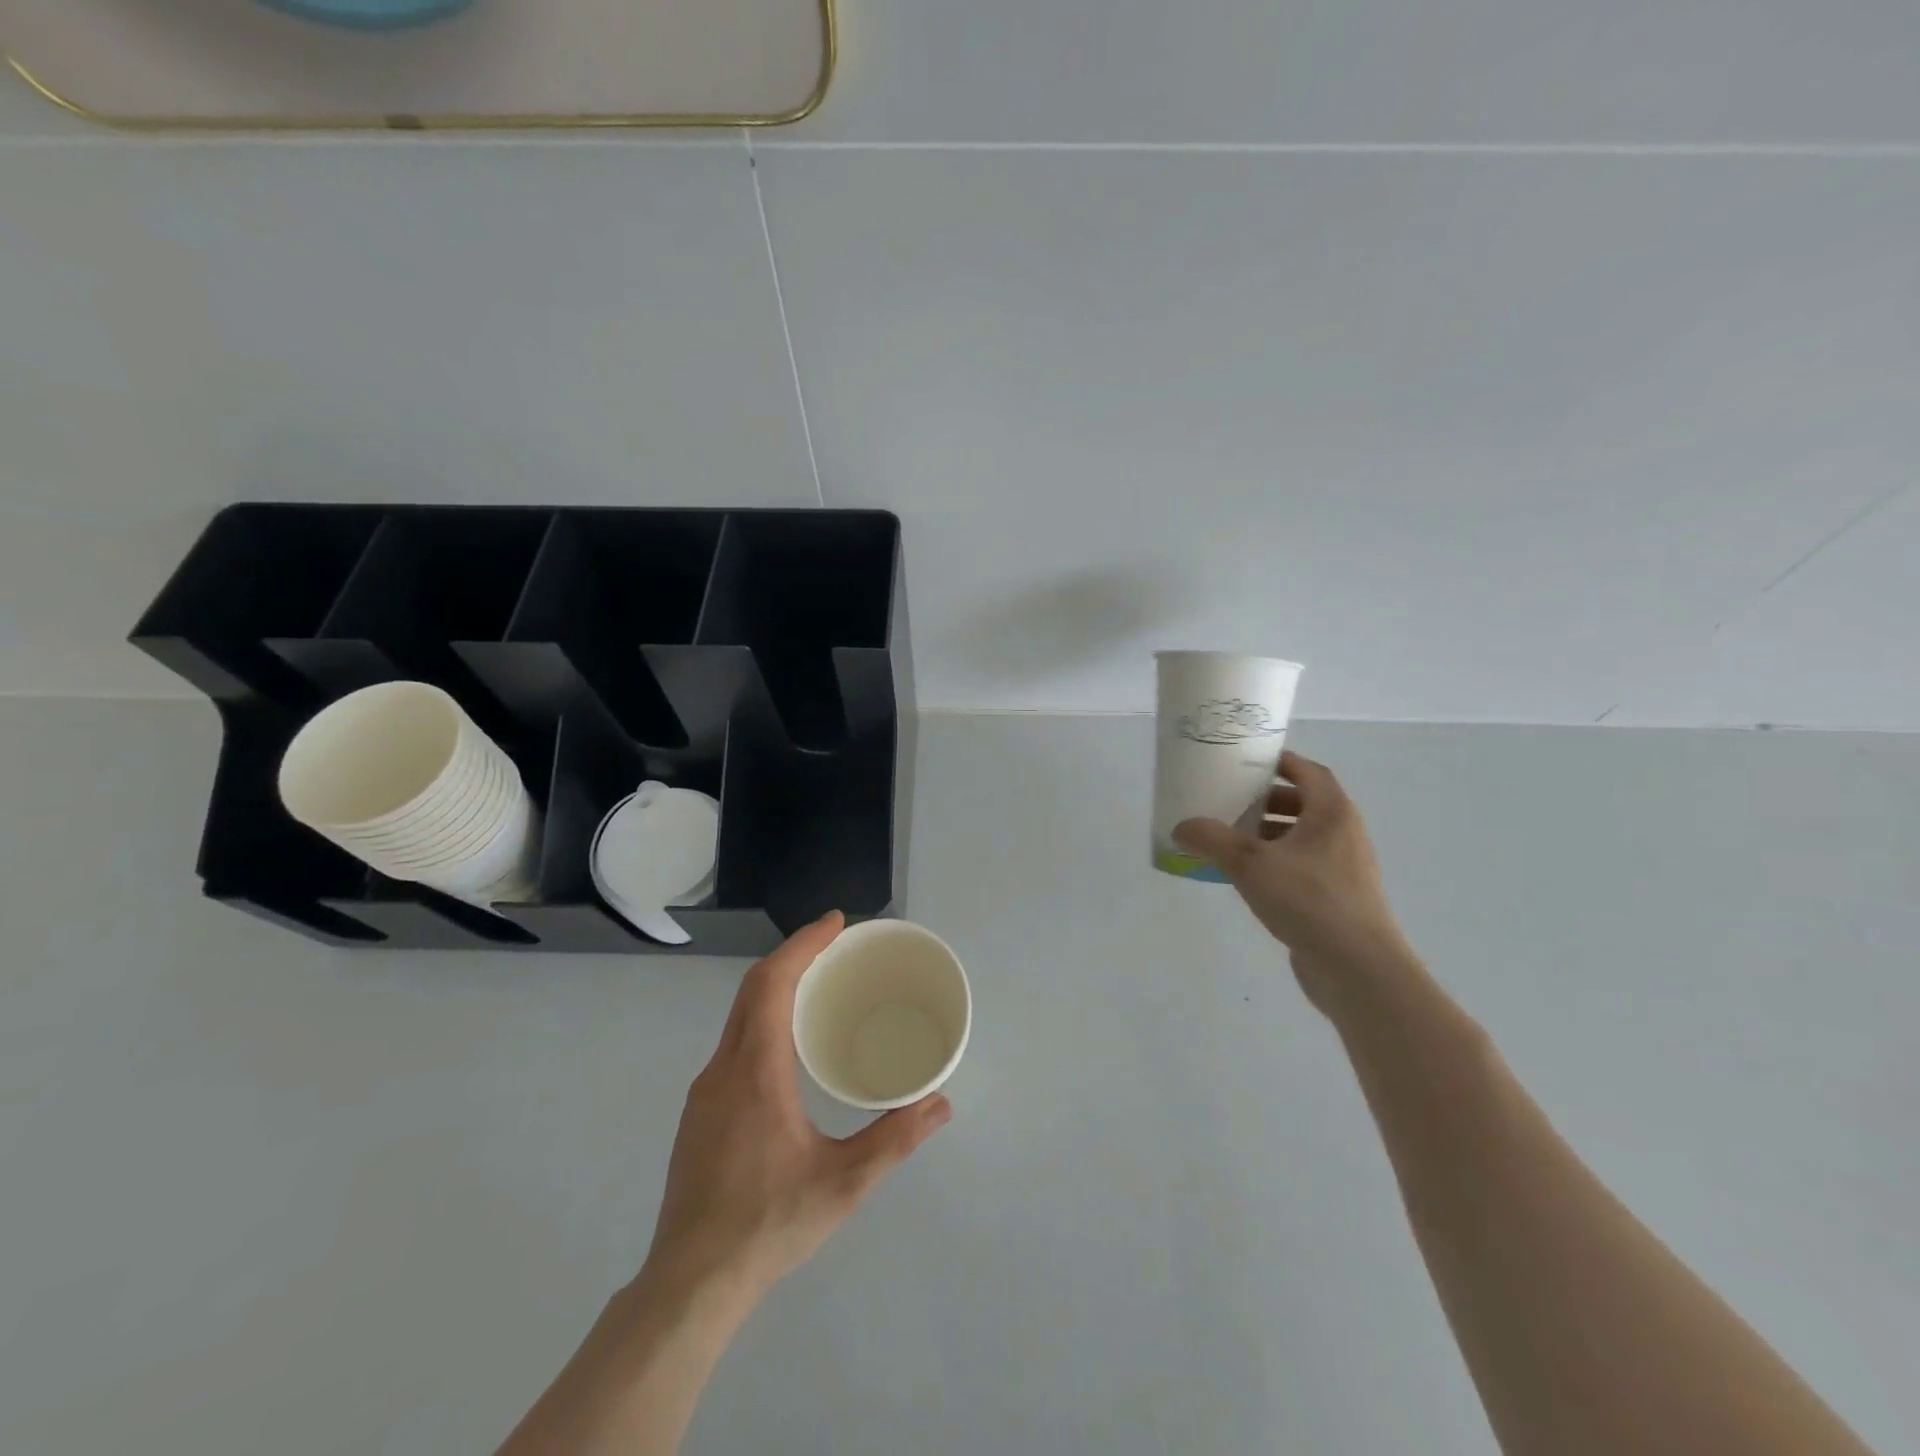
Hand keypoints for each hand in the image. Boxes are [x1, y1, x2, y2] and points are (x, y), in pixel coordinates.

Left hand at [641, 911, 951, 1309]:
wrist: (690, 1285)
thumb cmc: (769, 1224)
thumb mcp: (844, 1183)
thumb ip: (896, 1139)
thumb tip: (941, 1103)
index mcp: (755, 1070)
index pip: (772, 983)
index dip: (803, 945)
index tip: (835, 924)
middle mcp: (723, 1069)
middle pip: (752, 990)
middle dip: (793, 956)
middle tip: (834, 944)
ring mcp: (704, 1092)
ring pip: (739, 1017)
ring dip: (776, 988)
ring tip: (818, 987)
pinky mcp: (699, 1115)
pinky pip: (733, 1044)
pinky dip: (763, 1020)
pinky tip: (788, 1047)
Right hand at [1173, 750, 1418, 1013]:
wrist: (1358, 968)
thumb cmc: (1309, 900)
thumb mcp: (1250, 864)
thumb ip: (1212, 840)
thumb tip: (1181, 827)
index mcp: (1332, 813)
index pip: (1308, 772)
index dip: (1280, 762)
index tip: (1247, 762)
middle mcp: (1344, 834)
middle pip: (1304, 804)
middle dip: (1266, 801)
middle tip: (1230, 803)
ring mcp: (1345, 868)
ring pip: (1302, 838)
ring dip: (1268, 834)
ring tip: (1231, 841)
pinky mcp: (1339, 898)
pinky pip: (1303, 867)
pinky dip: (1276, 863)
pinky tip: (1247, 880)